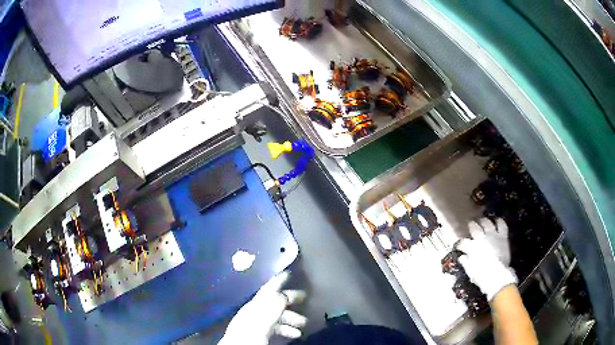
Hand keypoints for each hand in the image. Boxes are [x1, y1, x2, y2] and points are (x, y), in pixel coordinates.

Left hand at [219, 271, 306, 344]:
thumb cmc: (249, 336)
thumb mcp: (261, 322)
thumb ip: (270, 309)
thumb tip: (282, 294)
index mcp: (253, 307)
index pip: (266, 290)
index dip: (277, 281)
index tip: (288, 272)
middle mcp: (253, 312)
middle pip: (273, 302)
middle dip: (289, 301)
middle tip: (305, 298)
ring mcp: (255, 323)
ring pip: (275, 316)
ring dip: (290, 318)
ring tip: (303, 324)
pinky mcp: (258, 334)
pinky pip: (274, 327)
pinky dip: (285, 329)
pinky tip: (293, 334)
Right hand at [456, 218, 516, 300]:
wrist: (497, 274)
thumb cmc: (481, 275)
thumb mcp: (470, 270)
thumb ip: (465, 262)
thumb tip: (462, 257)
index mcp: (471, 247)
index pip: (462, 242)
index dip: (459, 243)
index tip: (458, 245)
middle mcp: (481, 238)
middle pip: (474, 227)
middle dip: (471, 225)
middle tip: (471, 225)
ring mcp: (492, 235)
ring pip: (486, 222)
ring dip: (484, 221)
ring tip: (483, 221)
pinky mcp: (502, 235)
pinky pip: (501, 224)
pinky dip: (499, 221)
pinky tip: (497, 221)